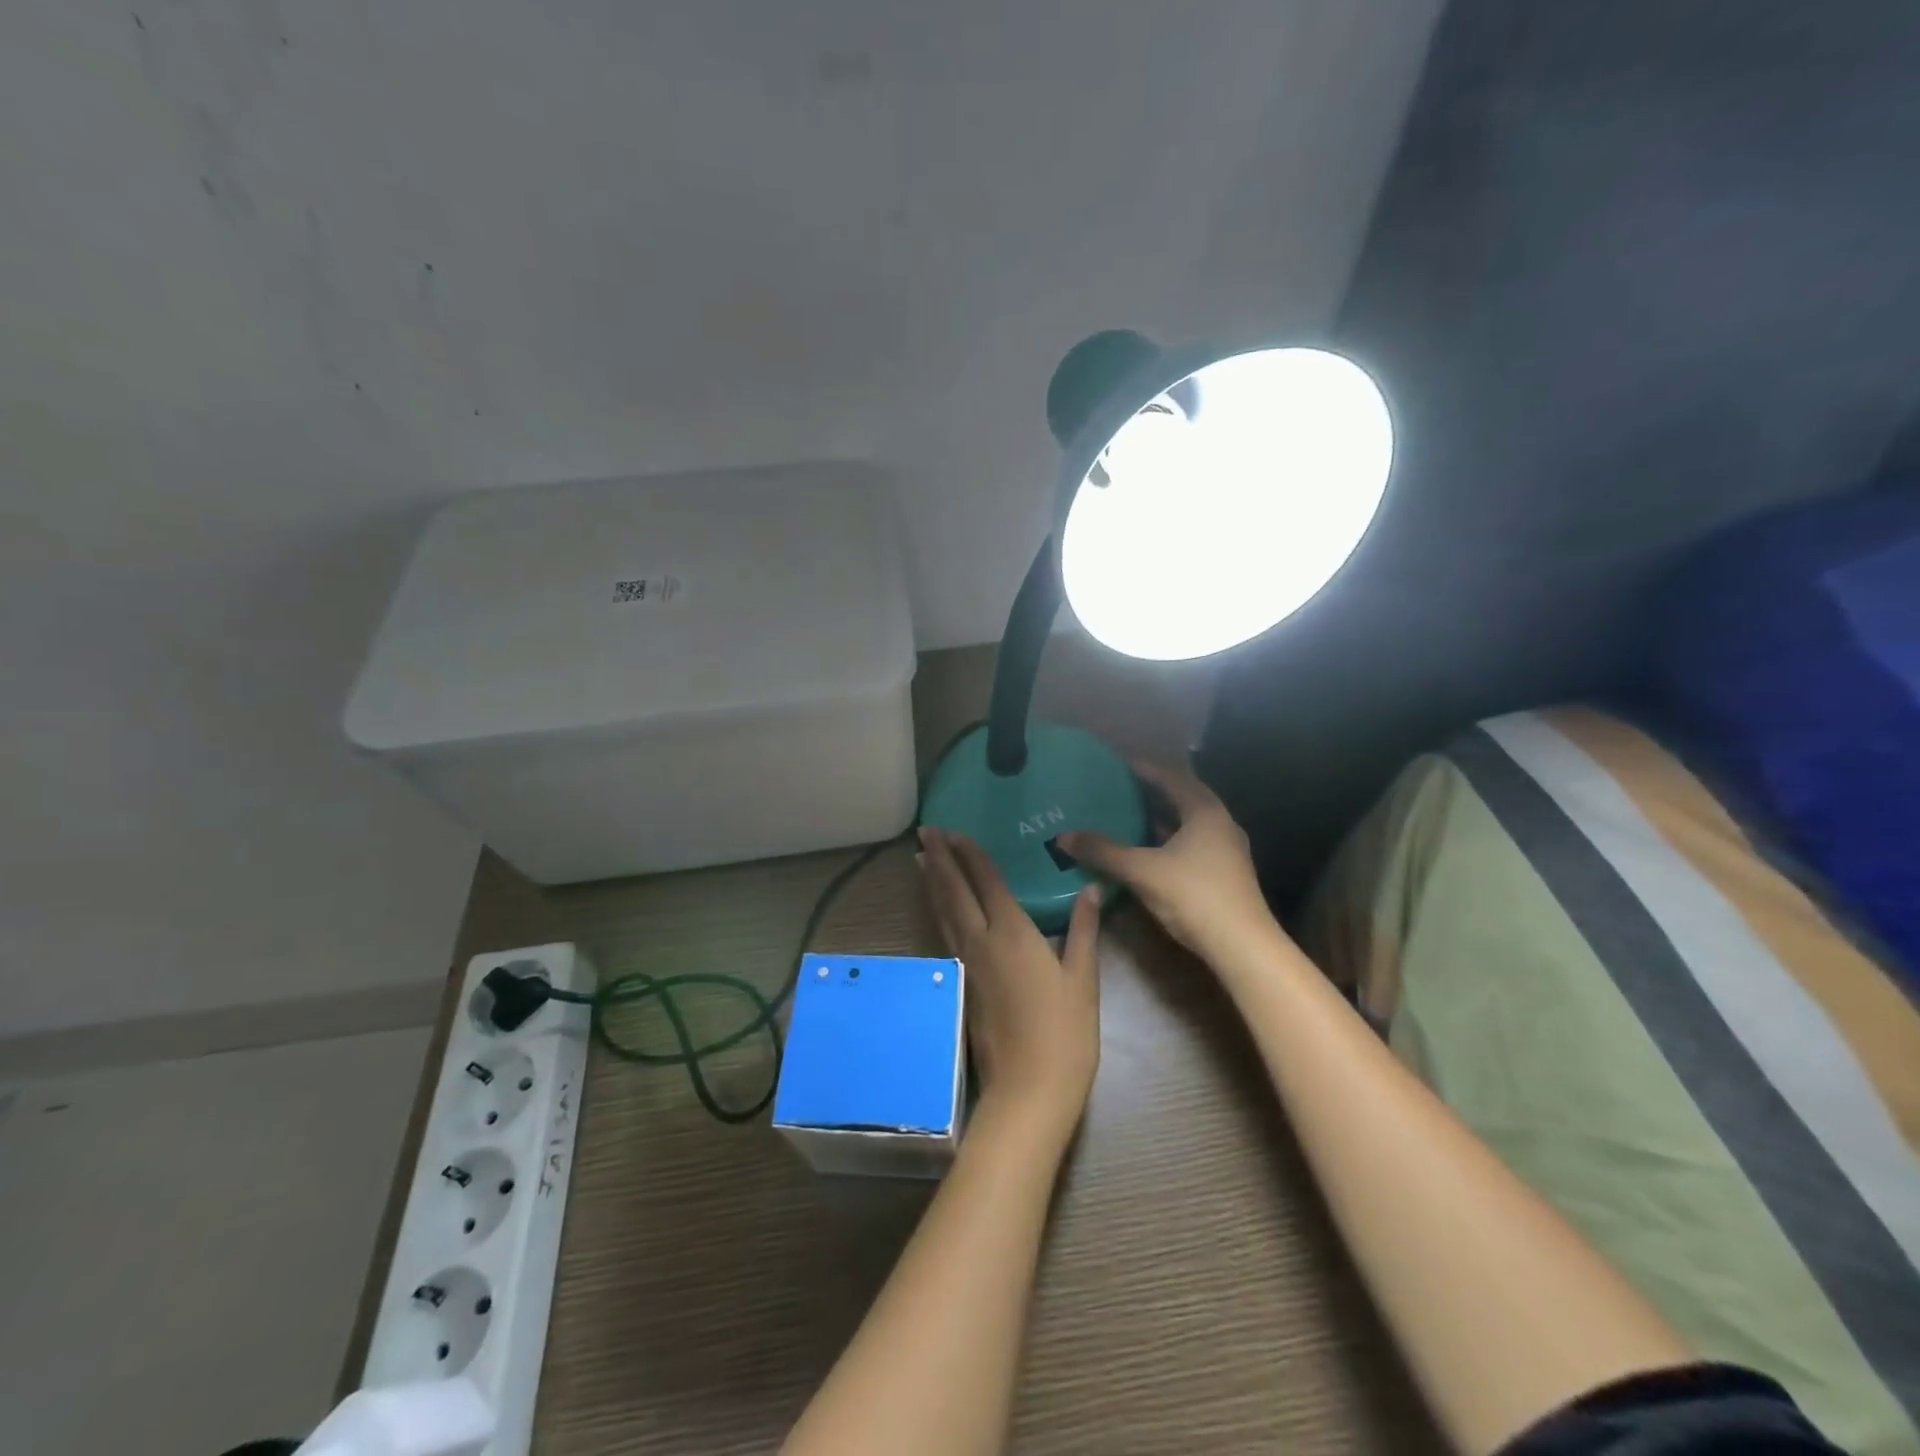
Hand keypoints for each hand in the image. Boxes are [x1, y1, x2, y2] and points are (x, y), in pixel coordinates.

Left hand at [916, 827, 1100, 1135]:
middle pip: (955, 891)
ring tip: (922, 857)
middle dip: (941, 858)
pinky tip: (937, 907)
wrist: (1029, 1089)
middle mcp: (981, 941)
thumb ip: (1084, 930)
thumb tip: (1090, 889)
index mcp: (1012, 933)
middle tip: (926, 830)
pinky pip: (944, 934)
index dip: (971, 854)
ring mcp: (967, 964)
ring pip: (943, 912)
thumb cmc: (1065, 1032)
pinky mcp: (961, 984)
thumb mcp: (1083, 978)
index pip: (987, 882)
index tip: (955, 830)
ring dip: (933, 882)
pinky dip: (937, 911)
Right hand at [1057, 761, 1273, 964]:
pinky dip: (1168, 840)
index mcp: (1205, 812)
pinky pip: (1191, 844)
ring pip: (1189, 824)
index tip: (1120, 763)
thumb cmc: (1193, 895)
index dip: (1145, 769)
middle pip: (1183, 799)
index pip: (1172, 778)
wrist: (1241, 946)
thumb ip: (1103, 851)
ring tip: (1129, 815)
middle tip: (1122, 787)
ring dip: (1162, 818)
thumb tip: (1063, 837)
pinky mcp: (1223, 874)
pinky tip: (1147, 850)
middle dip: (1153, 792)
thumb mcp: (1141, 870)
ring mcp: (1226, 851)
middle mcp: (1220, 825)